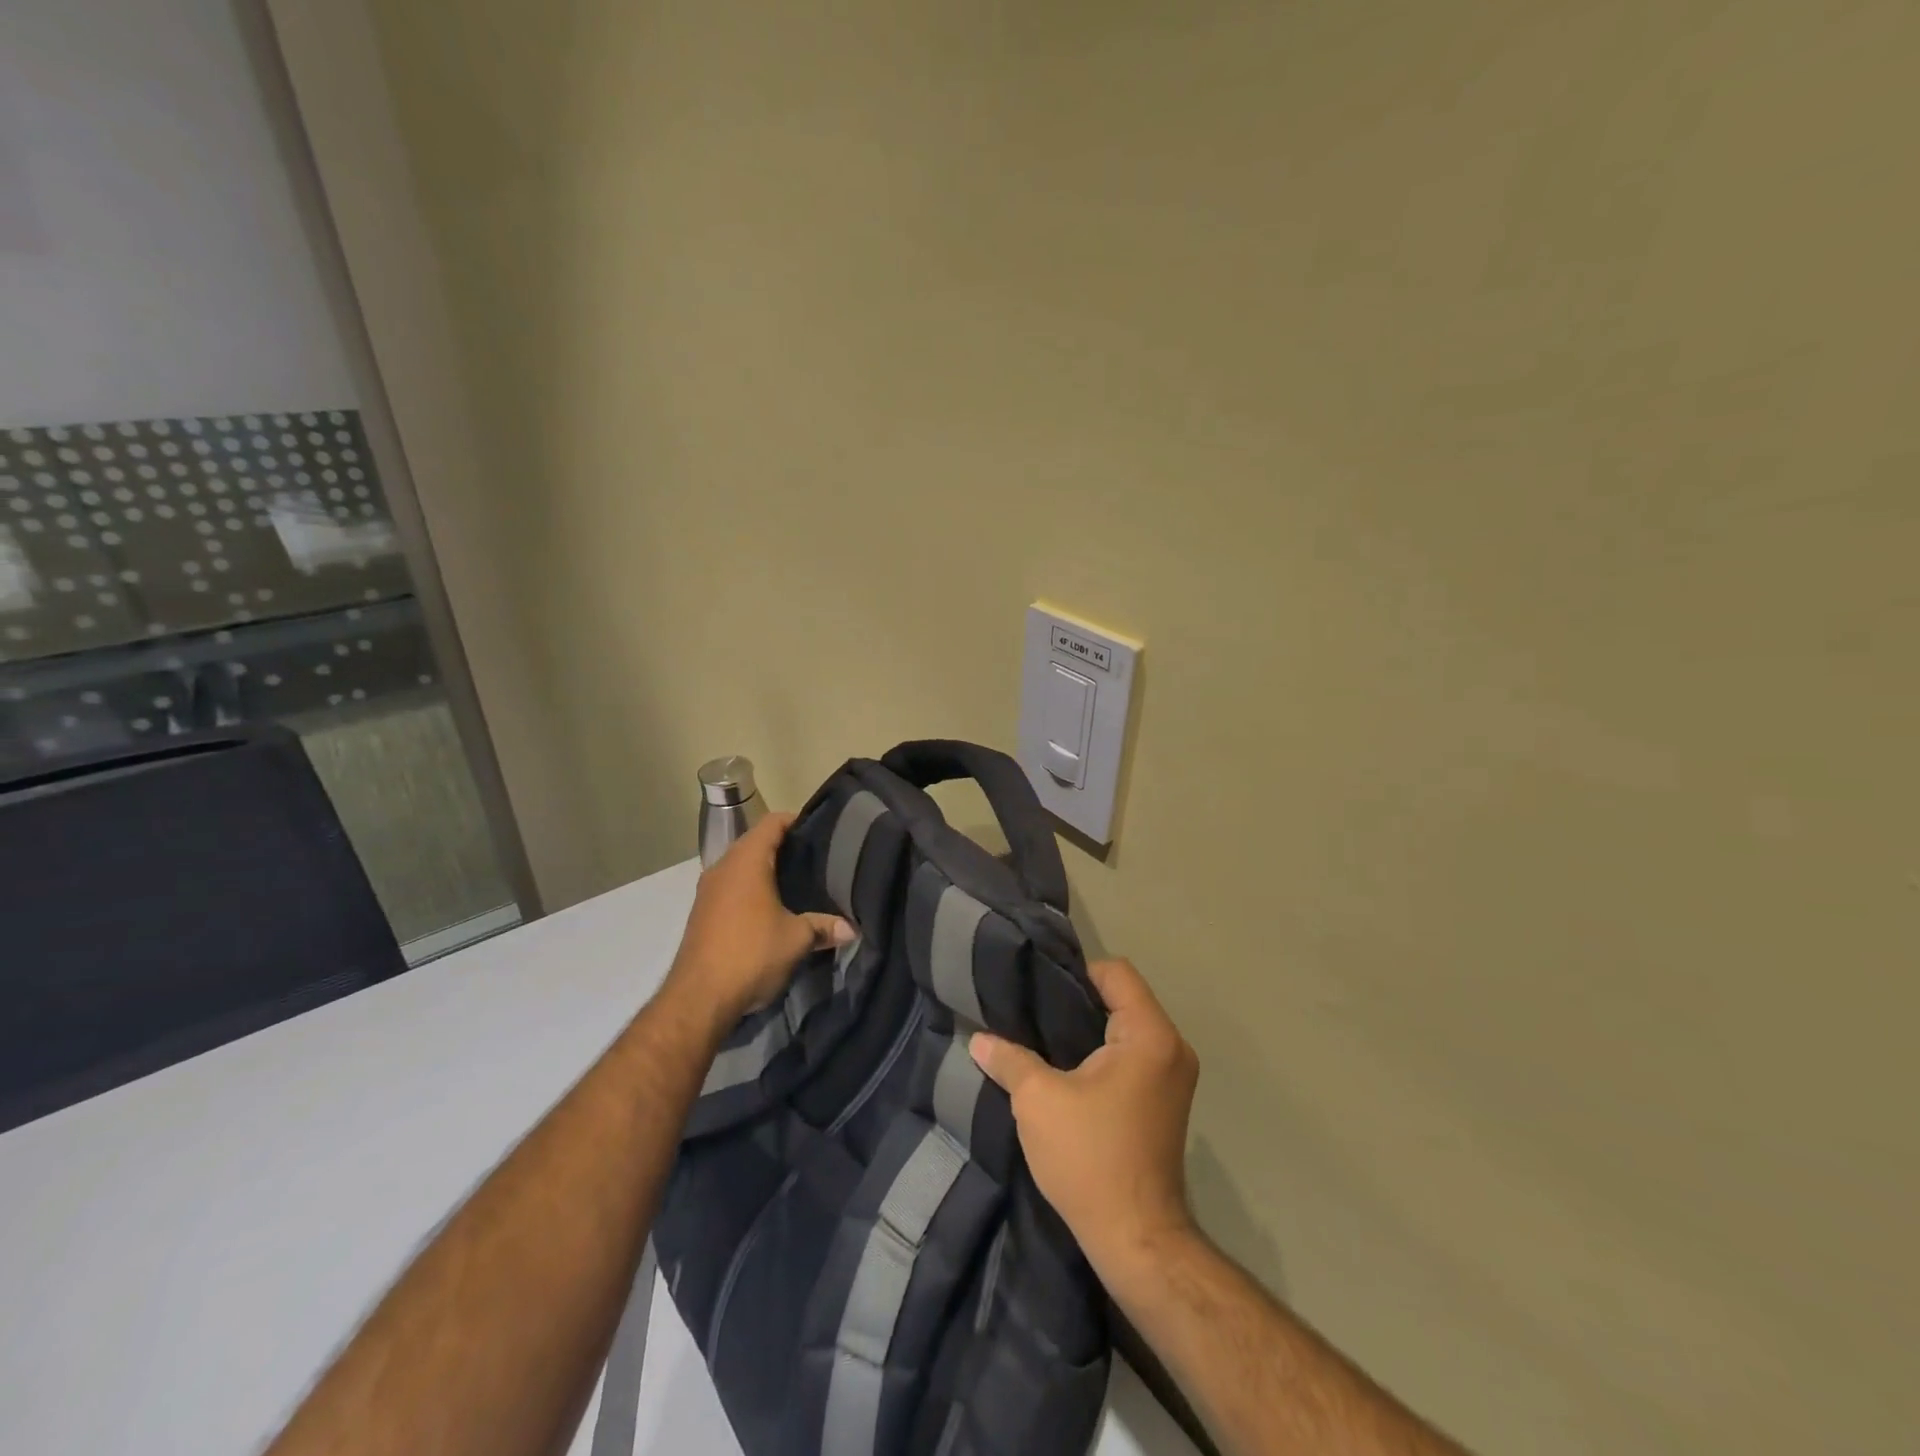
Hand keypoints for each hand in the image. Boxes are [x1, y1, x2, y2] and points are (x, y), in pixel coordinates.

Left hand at [666, 812, 854, 1027]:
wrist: (698, 999)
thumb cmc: (751, 954)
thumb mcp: (797, 939)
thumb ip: (824, 927)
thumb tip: (851, 929)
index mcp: (746, 861)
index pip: (773, 823)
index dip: (797, 821)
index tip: (821, 832)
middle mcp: (723, 867)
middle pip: (756, 842)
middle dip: (785, 848)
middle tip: (816, 860)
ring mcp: (708, 890)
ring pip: (741, 866)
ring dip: (766, 871)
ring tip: (798, 885)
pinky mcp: (701, 913)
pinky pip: (731, 888)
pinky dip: (751, 890)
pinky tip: (771, 910)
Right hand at [970, 958, 1198, 1273]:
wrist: (1136, 1239)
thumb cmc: (1090, 1158)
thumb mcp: (1038, 1101)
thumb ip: (1009, 1059)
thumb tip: (979, 1039)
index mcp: (1150, 1035)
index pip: (1116, 972)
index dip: (1074, 973)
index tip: (1037, 991)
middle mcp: (1172, 1047)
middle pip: (1123, 997)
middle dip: (1077, 1002)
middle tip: (1032, 1011)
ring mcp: (1175, 1075)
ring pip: (1127, 1027)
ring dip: (1088, 1030)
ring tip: (1043, 1037)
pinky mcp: (1167, 1099)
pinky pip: (1133, 1054)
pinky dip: (1103, 1053)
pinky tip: (1067, 1068)